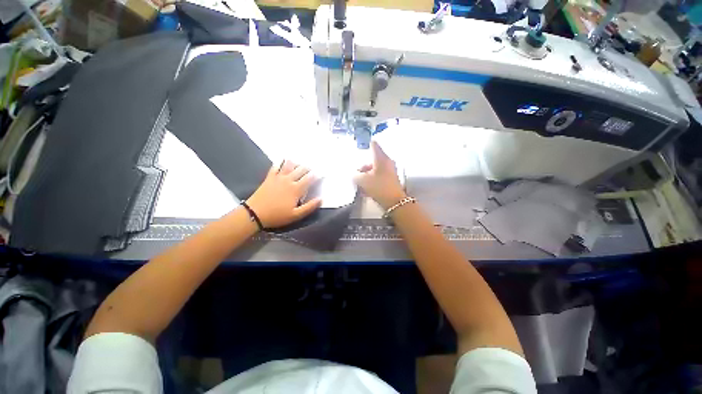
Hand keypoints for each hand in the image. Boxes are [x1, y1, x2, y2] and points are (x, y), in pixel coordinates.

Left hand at [246, 160, 321, 228]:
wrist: (255, 213)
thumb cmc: (277, 216)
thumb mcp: (296, 215)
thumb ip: (309, 207)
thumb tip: (321, 199)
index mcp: (296, 189)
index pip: (309, 178)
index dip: (317, 175)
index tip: (322, 173)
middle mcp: (289, 180)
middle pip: (301, 169)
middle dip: (308, 168)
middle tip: (313, 168)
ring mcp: (278, 177)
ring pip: (289, 165)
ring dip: (296, 163)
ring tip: (300, 163)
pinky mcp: (269, 177)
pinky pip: (275, 166)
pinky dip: (280, 162)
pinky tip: (283, 159)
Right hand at [353, 141, 405, 208]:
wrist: (394, 202)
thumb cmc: (379, 187)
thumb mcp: (363, 180)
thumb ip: (355, 175)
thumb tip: (354, 174)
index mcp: (381, 158)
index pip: (373, 145)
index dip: (366, 145)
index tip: (360, 148)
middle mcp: (387, 162)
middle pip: (372, 160)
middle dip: (363, 167)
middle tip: (356, 175)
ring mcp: (390, 171)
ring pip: (375, 170)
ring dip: (366, 176)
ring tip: (359, 186)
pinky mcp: (390, 180)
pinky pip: (378, 177)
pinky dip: (372, 181)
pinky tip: (365, 191)